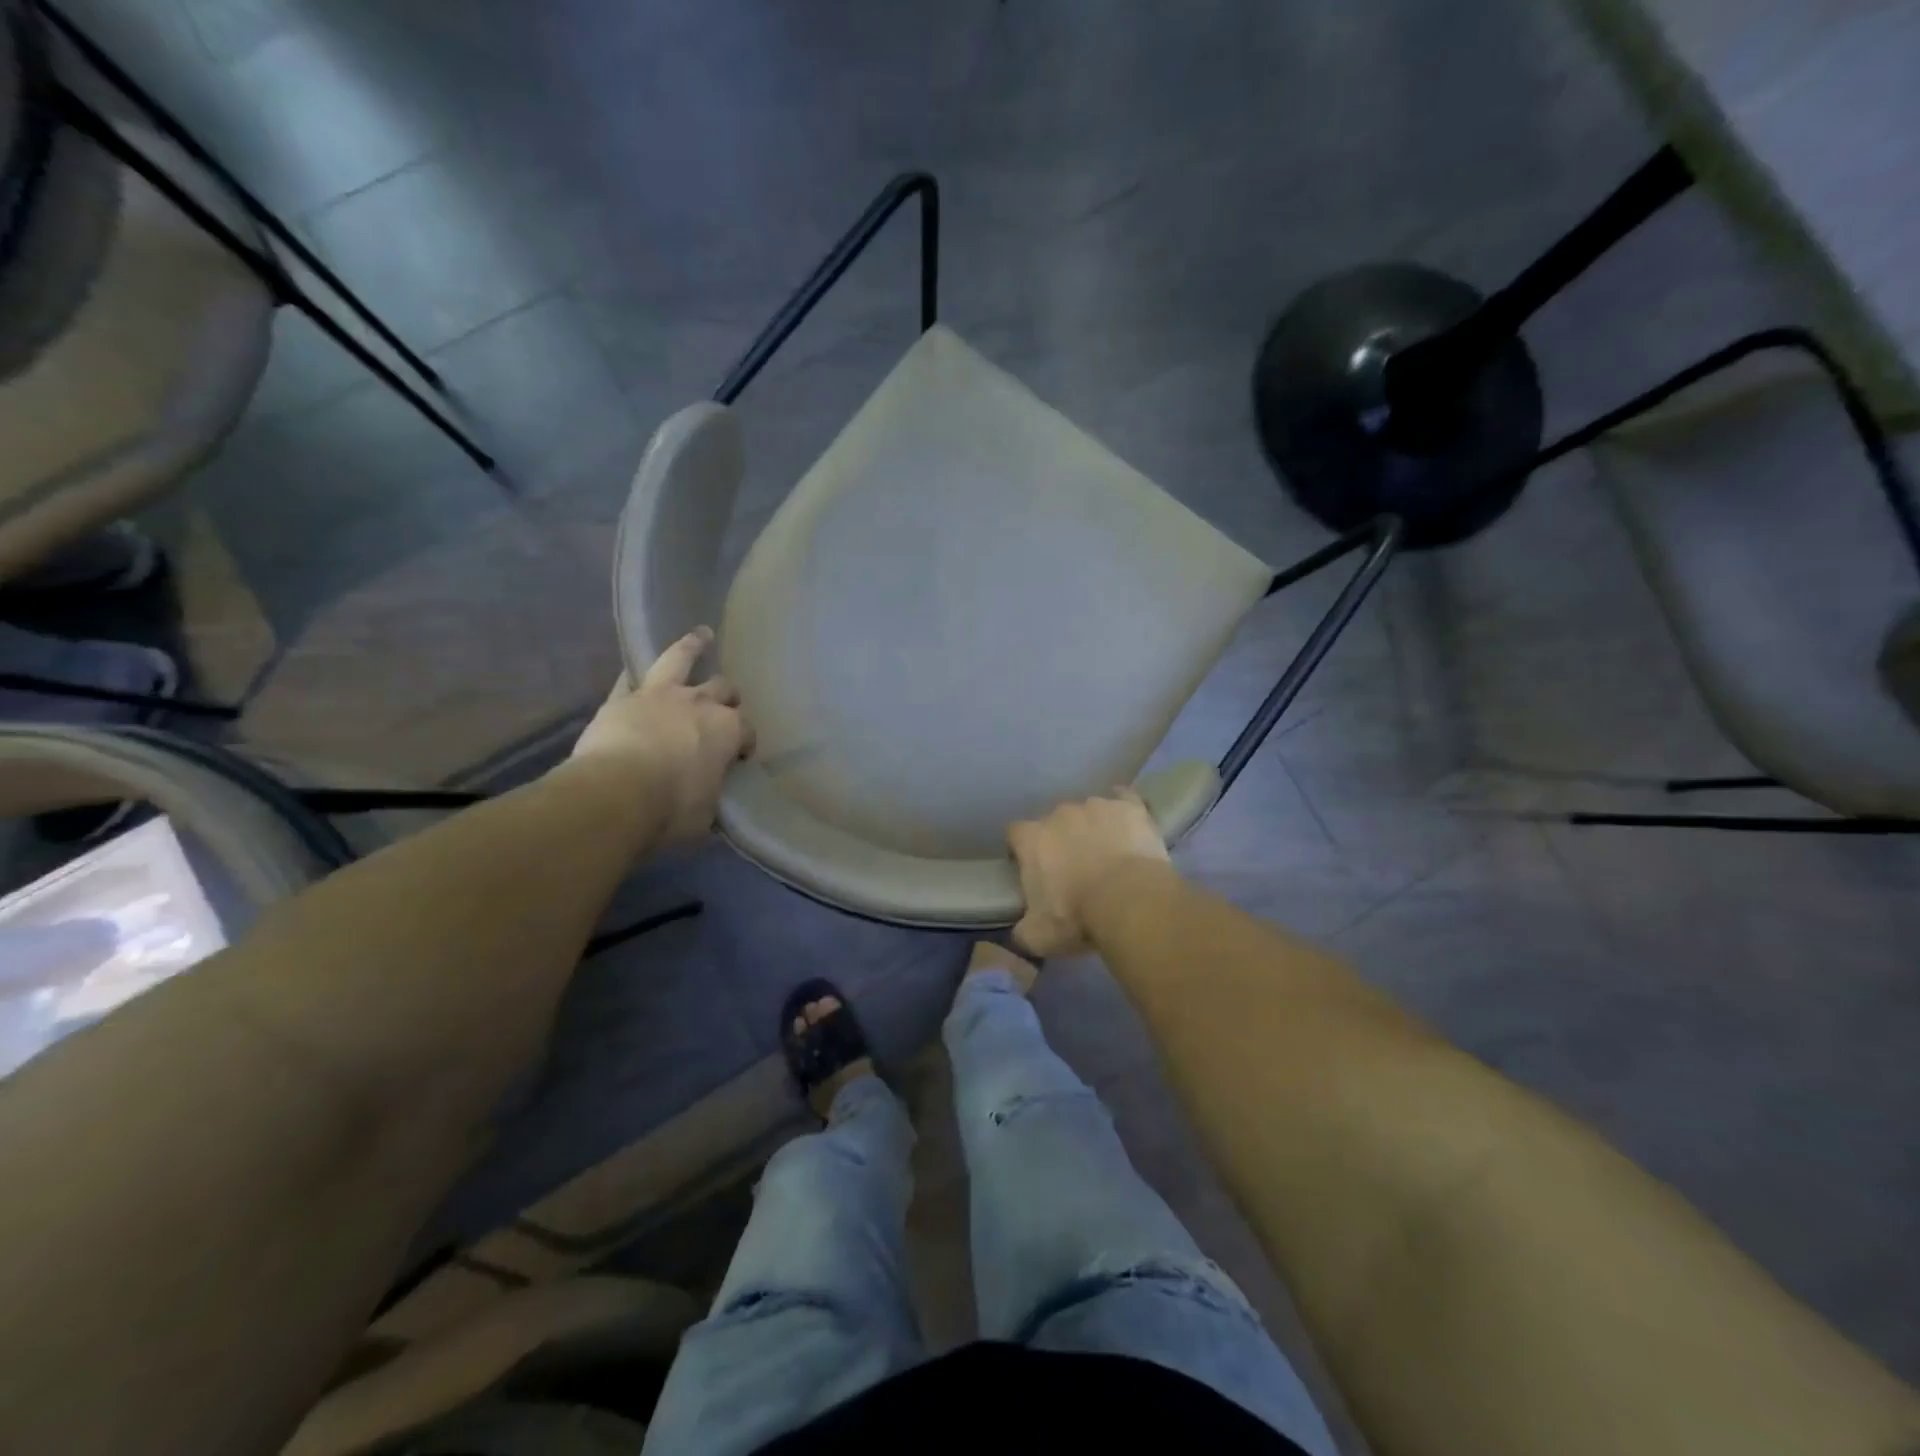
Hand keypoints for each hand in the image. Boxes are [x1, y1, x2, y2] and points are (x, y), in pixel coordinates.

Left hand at [572, 628, 754, 843]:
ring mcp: (658, 696)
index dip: (745, 742)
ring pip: (679, 659)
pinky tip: (633, 673)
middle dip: (727, 695)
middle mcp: (699, 703)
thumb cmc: (672, 809)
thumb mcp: (705, 814)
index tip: (740, 757)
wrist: (616, 795)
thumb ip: (710, 797)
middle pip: (722, 688)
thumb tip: (707, 801)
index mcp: (727, 730)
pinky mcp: (621, 699)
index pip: (746, 730)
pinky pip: (628, 680)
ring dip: (692, 646)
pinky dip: (633, 678)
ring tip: (700, 634)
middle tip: (726, 703)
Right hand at [1008, 787, 1170, 957]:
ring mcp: (1097, 806)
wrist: (1131, 901)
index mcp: (1032, 838)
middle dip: (1061, 840)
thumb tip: (1022, 931)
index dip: (1022, 850)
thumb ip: (1023, 930)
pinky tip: (1129, 825)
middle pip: (1054, 822)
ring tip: (1108, 856)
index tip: (1032, 869)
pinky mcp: (1129, 807)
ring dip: (1093, 828)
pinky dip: (1124, 810)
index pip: (1016, 834)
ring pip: (1089, 812)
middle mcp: (1060, 813)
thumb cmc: (1078, 916)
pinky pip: (1124, 799)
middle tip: (1074, 869)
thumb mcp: (1039, 936)